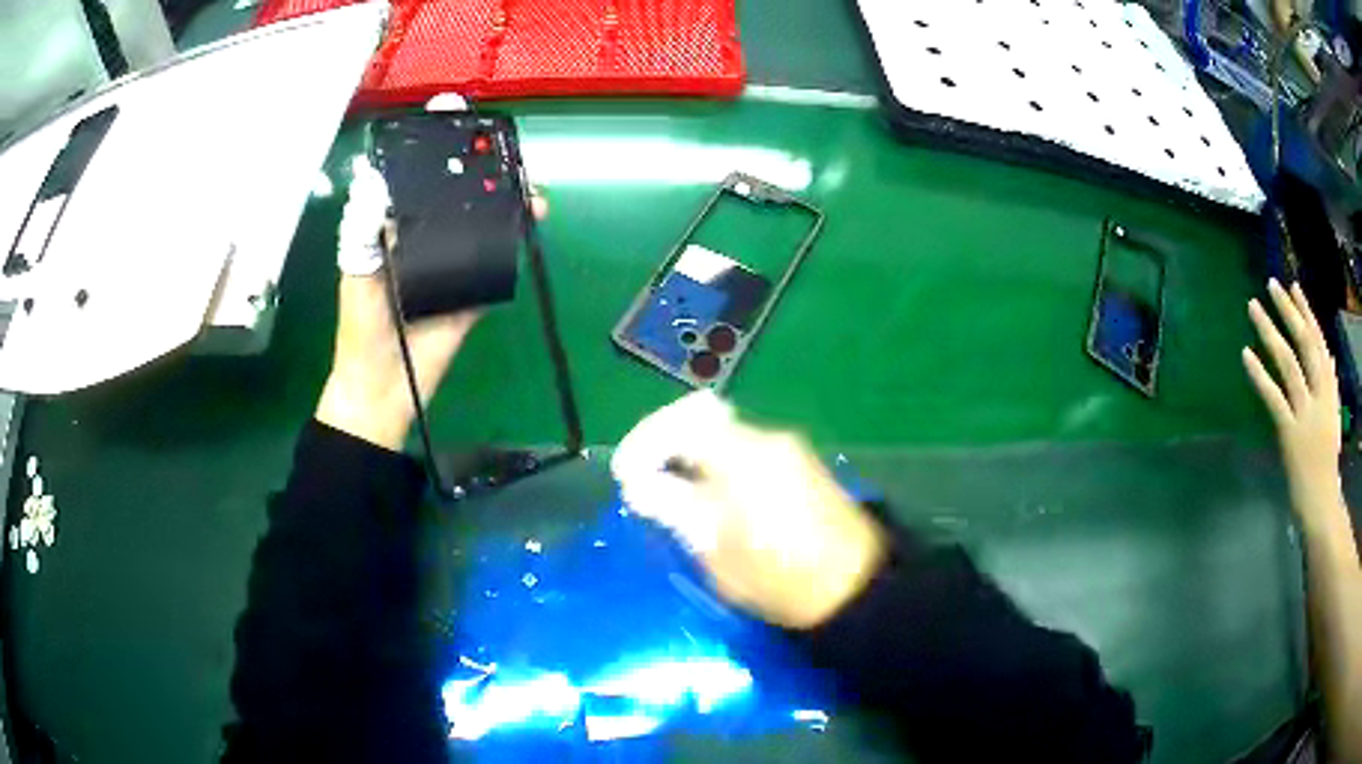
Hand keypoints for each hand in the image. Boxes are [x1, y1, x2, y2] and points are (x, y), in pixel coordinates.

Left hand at [316, 157, 545, 450]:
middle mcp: (425, 244)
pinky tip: (529, 226)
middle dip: (483, 181)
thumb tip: (375, 184)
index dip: (438, 160)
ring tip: (530, 194)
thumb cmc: (360, 332)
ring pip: (482, 230)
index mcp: (393, 234)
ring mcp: (451, 269)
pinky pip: (495, 267)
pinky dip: (514, 245)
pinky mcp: (472, 295)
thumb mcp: (357, 278)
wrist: (384, 390)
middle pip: (458, 204)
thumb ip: (364, 235)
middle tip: (508, 162)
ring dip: (507, 209)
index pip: (418, 188)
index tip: (461, 133)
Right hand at [612, 392, 886, 628]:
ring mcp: (788, 449)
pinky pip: (745, 448)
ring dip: (690, 452)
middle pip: (700, 418)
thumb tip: (640, 484)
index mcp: (741, 457)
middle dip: (663, 442)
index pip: (676, 425)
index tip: (625, 477)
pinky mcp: (801, 464)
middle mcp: (766, 439)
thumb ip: (675, 508)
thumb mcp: (717, 552)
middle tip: (642, 478)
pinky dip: (717, 462)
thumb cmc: (781, 578)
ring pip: (723, 432)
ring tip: (672, 491)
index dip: (642, 446)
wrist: (856, 588)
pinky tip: (711, 495)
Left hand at [1242, 279, 1343, 520]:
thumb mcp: (1333, 415)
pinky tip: (1245, 354)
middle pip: (1304, 343)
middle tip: (1271, 283)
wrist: (1322, 502)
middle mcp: (1320, 394)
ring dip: (1269, 331)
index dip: (1306, 312)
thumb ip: (1329, 386)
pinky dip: (1259, 375)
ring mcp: (1305, 413)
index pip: (1319, 341)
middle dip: (1288, 310)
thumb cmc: (1327, 461)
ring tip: (1253, 306)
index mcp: (1330, 389)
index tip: (1294, 287)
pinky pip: (1273, 397)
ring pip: (1288, 362)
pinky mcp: (1289, 432)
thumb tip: (1327, 356)